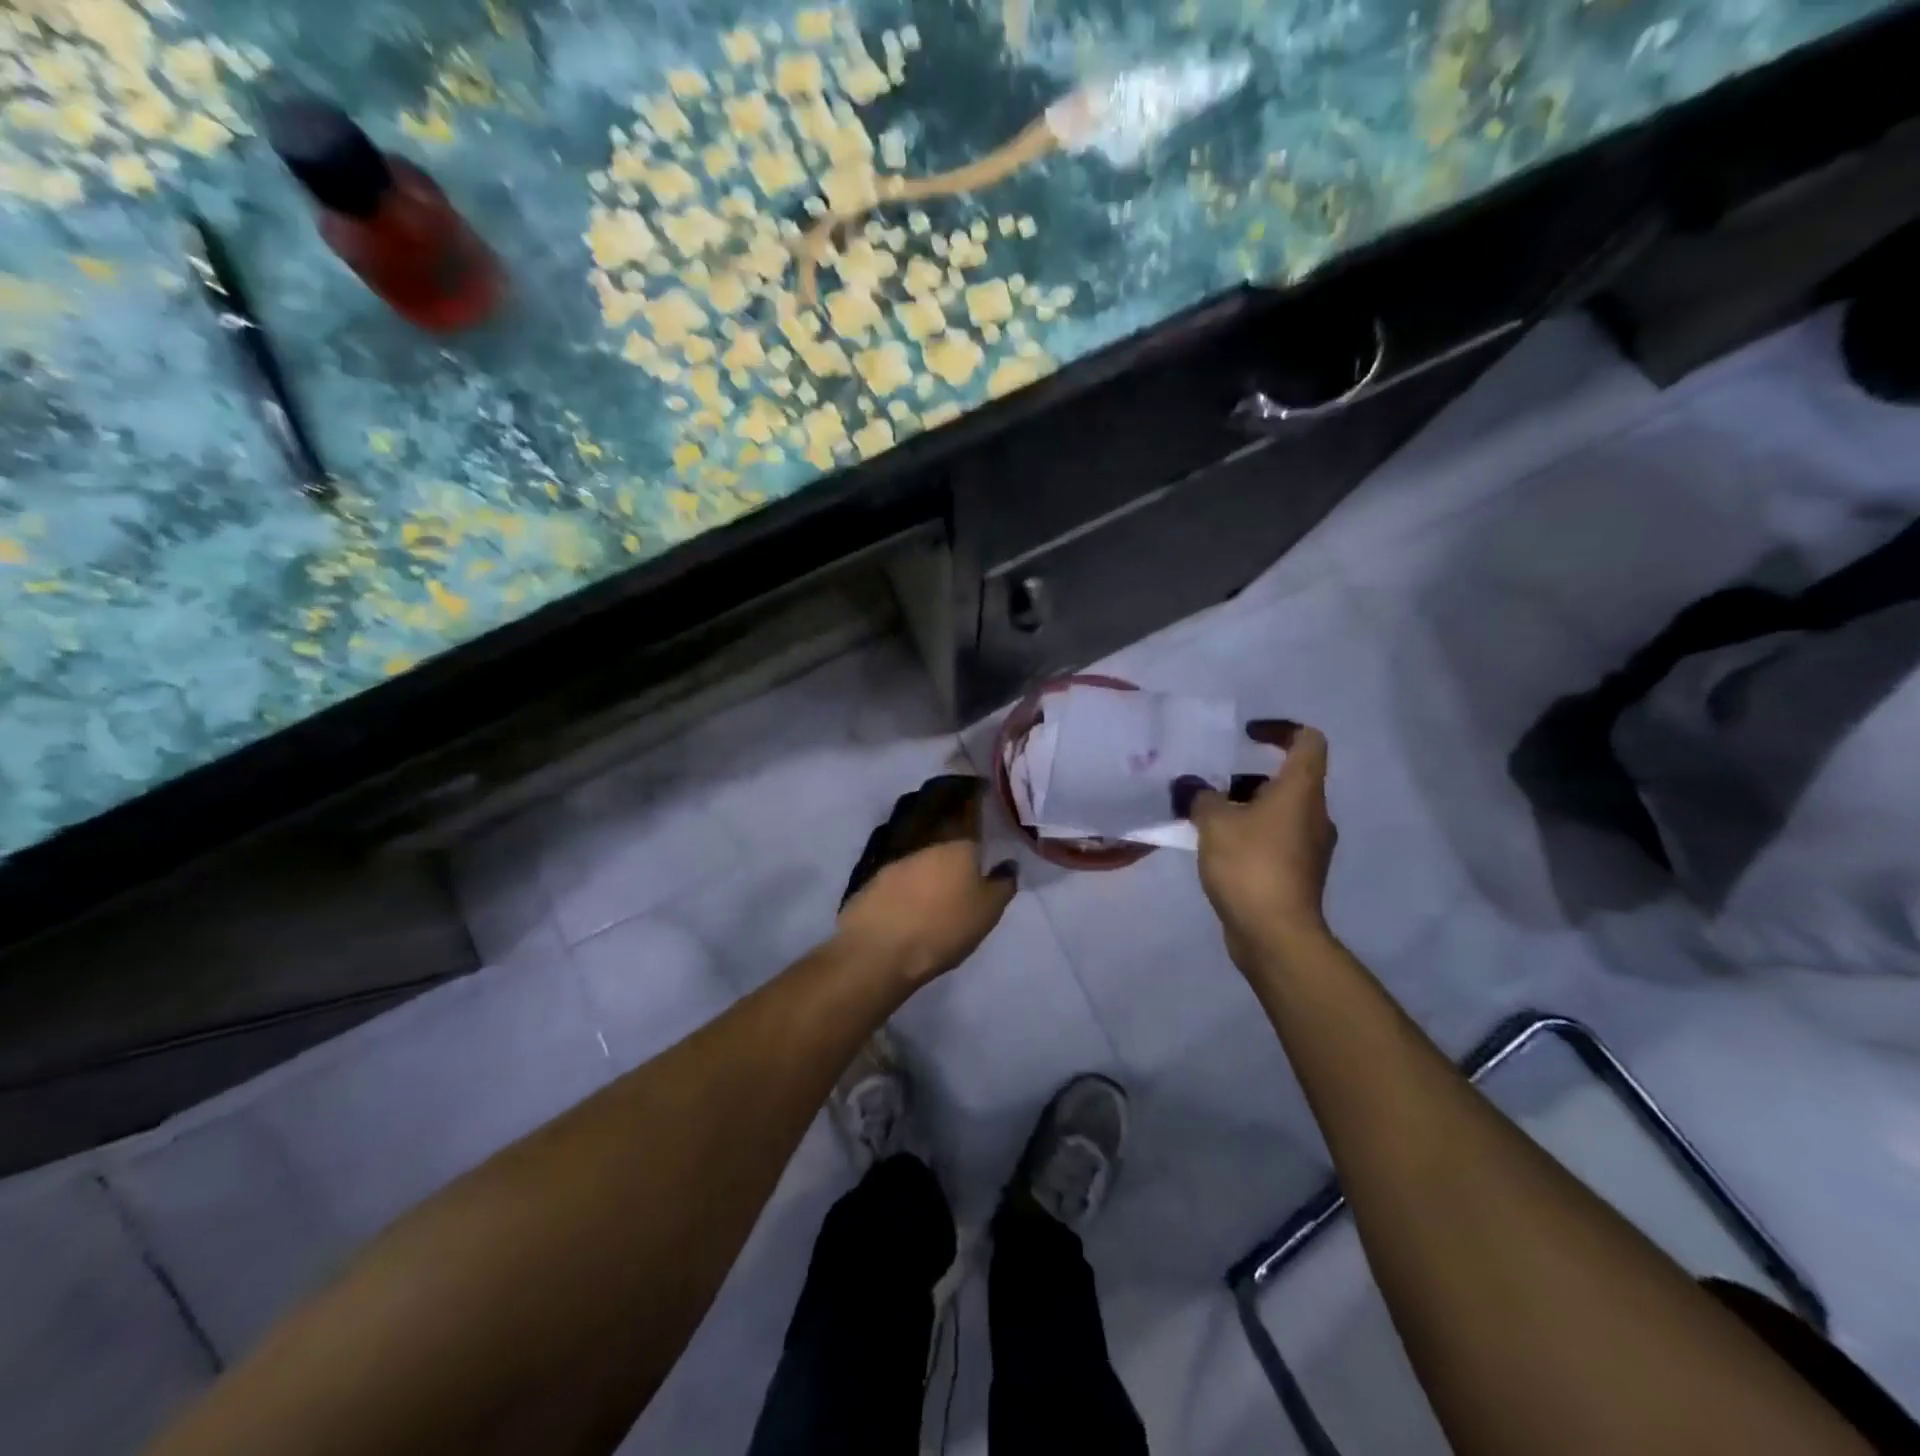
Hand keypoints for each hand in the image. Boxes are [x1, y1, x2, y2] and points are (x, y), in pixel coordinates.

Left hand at [835, 775, 1017, 986]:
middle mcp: (924, 832)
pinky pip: (890, 834)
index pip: (968, 801)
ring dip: (922, 805)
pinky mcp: (870, 864)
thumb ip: (1002, 884)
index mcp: (957, 838)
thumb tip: (1008, 864)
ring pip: (909, 812)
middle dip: (948, 790)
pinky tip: (906, 840)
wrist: (880, 948)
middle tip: (959, 791)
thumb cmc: (943, 927)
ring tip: (933, 812)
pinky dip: (902, 831)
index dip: (976, 790)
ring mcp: (892, 845)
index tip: (982, 786)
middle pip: (935, 799)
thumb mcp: (987, 912)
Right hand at [1173, 722, 1337, 970]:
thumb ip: (1200, 796)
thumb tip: (1190, 785)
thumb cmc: (1250, 866)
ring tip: (1203, 818)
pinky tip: (1215, 849)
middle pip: (1286, 780)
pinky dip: (1248, 835)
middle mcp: (1313, 814)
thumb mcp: (1214, 823)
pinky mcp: (1297, 874)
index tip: (1246, 735)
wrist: (1276, 934)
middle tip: (1209, 785)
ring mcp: (1309, 847)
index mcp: (1301, 791)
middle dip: (1245, 778)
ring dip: (1243, 808)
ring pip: (1277, 812)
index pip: (1307, 741)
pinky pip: (1273, 840)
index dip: (1279, 729)